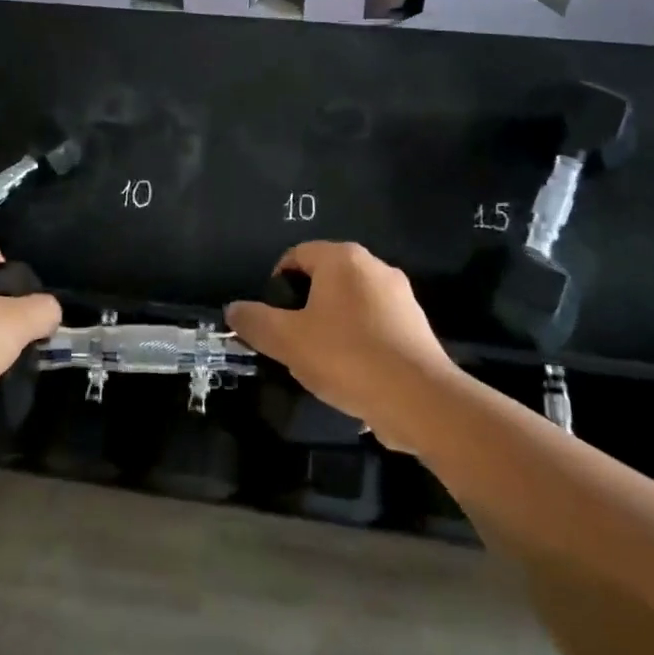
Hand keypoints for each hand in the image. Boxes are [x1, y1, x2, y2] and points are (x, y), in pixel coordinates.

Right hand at [226, 241, 460, 451]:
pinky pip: (374, 326)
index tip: (270, 319)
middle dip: (304, 307)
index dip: (276, 285)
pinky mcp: (416, 326)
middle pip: (325, 279)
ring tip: (320, 362)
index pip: (296, 255)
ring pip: (350, 304)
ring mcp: (401, 296)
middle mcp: (375, 267)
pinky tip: (351, 374)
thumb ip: (255, 322)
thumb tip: (233, 310)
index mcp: (343, 259)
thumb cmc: (347, 357)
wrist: (420, 399)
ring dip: (331, 326)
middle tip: (291, 341)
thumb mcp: (288, 341)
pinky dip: (358, 342)